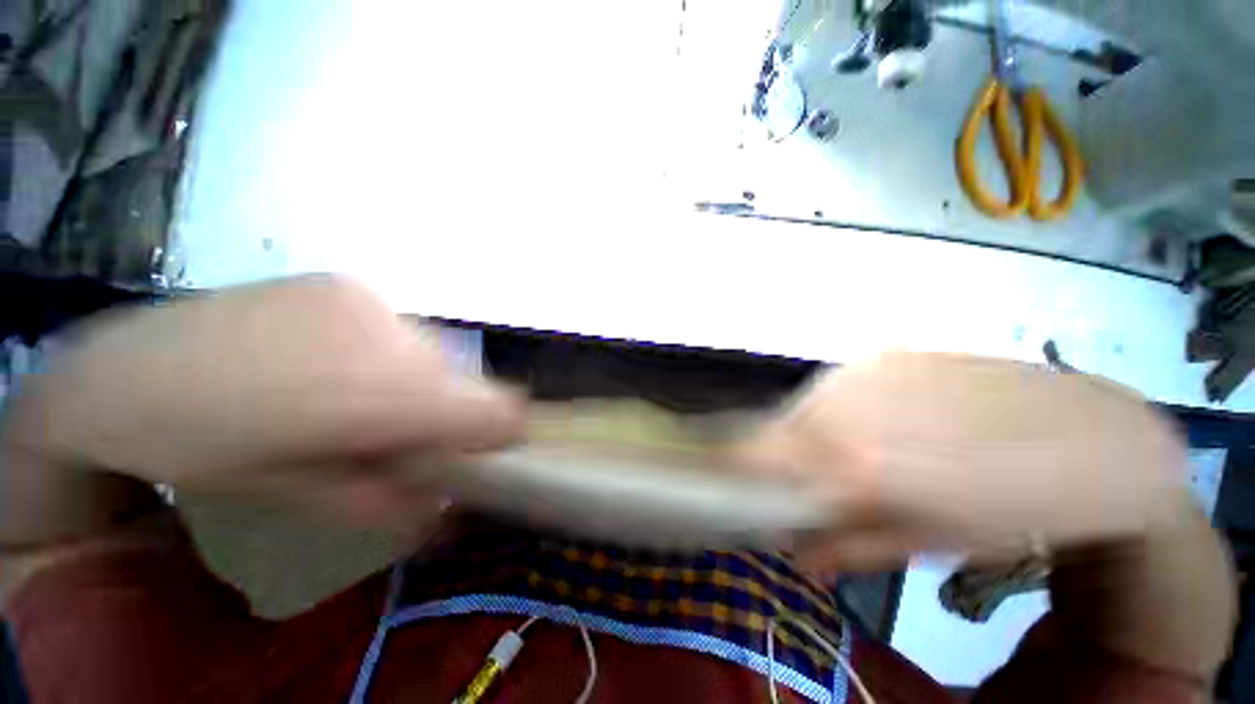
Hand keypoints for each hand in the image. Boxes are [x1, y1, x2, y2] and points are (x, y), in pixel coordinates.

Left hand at [2, 276, 523, 529]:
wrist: (122, 371)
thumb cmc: (201, 450)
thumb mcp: (295, 497)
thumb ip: (386, 503)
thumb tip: (449, 508)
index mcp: (376, 395)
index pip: (496, 407)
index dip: (506, 432)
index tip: (492, 449)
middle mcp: (391, 334)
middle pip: (467, 383)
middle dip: (449, 413)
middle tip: (402, 434)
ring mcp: (371, 299)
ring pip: (438, 356)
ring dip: (420, 384)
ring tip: (361, 397)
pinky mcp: (353, 283)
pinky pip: (407, 332)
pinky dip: (395, 357)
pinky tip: (341, 364)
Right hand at [732, 352, 1189, 573]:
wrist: (1093, 437)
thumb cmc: (1021, 508)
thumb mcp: (934, 543)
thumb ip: (856, 544)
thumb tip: (795, 554)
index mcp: (870, 457)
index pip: (774, 457)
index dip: (745, 469)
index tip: (728, 483)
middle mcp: (860, 402)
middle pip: (786, 428)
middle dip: (776, 456)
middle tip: (782, 479)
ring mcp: (874, 368)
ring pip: (808, 403)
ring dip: (804, 432)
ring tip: (829, 455)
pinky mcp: (891, 352)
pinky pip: (835, 385)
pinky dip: (829, 409)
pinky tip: (859, 424)